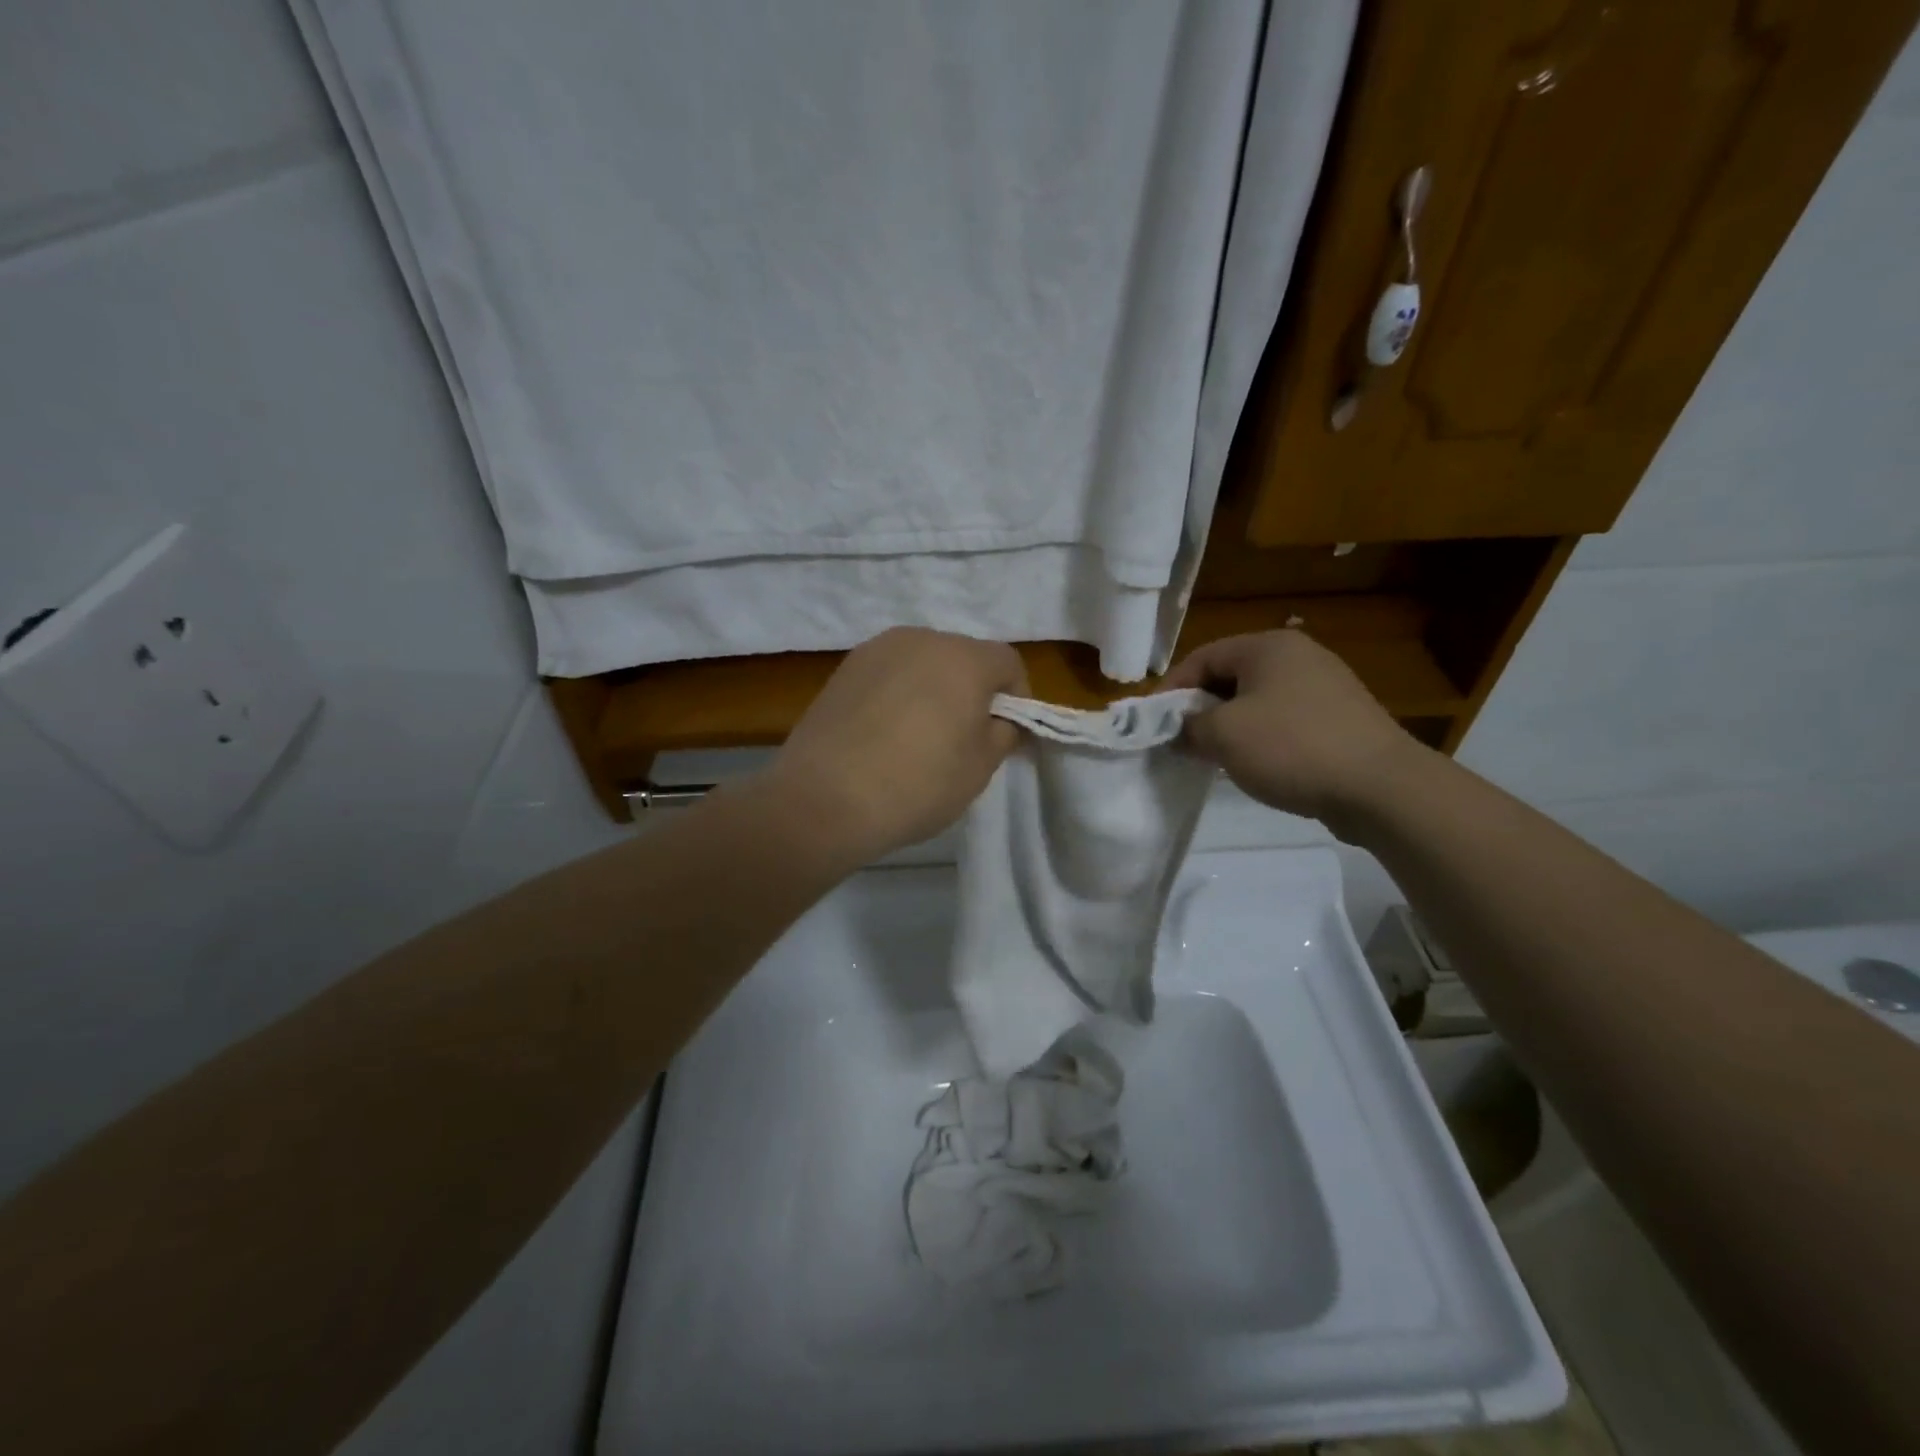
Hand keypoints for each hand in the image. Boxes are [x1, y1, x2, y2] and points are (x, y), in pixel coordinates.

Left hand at [767, 627, 1026, 863]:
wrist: (825, 798)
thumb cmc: (918, 783)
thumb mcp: (980, 768)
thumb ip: (1002, 733)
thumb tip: (1002, 719)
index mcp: (963, 657)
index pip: (1008, 663)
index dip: (1017, 697)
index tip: (1007, 734)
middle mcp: (921, 639)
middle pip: (963, 657)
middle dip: (973, 691)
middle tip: (964, 737)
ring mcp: (876, 650)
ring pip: (922, 663)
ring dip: (932, 690)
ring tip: (919, 737)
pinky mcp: (844, 669)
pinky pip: (888, 674)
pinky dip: (897, 695)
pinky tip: (884, 734)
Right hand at [1164, 629, 1424, 824]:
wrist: (1380, 787)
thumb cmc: (1292, 748)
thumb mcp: (1223, 735)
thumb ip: (1189, 727)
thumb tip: (1180, 731)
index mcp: (1268, 646)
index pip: (1202, 657)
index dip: (1171, 689)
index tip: (1153, 723)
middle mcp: (1299, 656)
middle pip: (1230, 676)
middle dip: (1199, 708)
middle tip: (1180, 740)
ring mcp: (1325, 686)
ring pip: (1256, 700)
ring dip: (1228, 725)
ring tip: (1212, 756)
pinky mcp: (1340, 718)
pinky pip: (1284, 720)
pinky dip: (1260, 737)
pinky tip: (1255, 765)